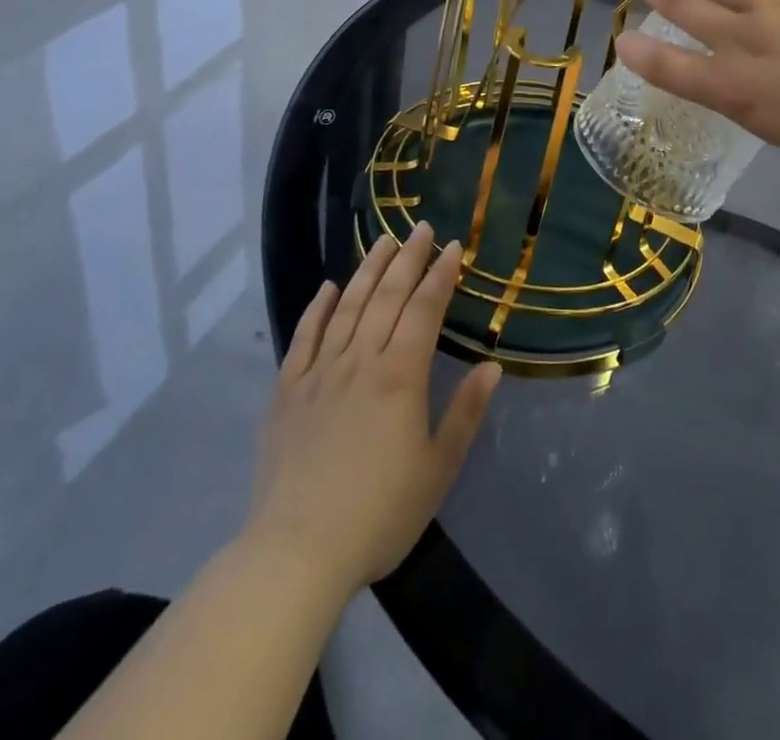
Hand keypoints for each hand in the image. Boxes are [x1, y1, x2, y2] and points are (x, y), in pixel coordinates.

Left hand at [245, 224, 500, 598]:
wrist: (296, 552)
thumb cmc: (379, 513)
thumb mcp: (438, 468)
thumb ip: (466, 412)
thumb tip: (492, 366)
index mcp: (400, 375)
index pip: (424, 309)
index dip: (440, 275)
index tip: (453, 247)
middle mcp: (360, 360)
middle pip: (386, 296)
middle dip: (408, 258)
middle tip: (422, 228)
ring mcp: (319, 372)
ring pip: (347, 306)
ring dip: (368, 269)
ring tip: (384, 241)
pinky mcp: (287, 391)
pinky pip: (303, 337)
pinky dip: (317, 307)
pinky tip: (328, 287)